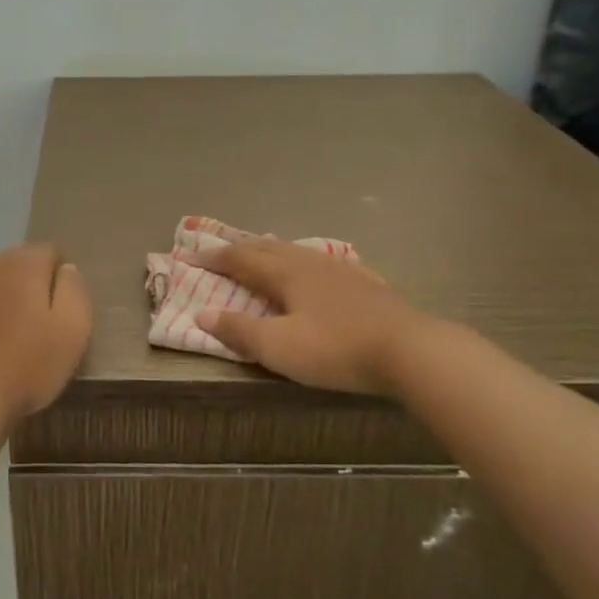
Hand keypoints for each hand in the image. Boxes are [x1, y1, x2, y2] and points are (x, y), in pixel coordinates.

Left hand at [0, 243, 91, 425]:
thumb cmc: (29, 366)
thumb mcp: (73, 330)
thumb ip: (74, 290)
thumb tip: (66, 268)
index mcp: (25, 265)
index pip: (50, 251)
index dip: (60, 276)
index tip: (63, 306)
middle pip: (19, 259)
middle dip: (32, 278)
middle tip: (40, 316)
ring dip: (4, 287)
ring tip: (11, 320)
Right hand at [186, 239, 427, 396]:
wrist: (409, 350)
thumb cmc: (335, 349)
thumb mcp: (278, 347)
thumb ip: (239, 330)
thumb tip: (201, 313)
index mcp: (284, 274)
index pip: (240, 259)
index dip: (213, 258)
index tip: (189, 257)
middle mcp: (309, 263)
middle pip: (268, 248)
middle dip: (240, 248)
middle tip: (220, 250)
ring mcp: (341, 270)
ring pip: (298, 251)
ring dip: (272, 250)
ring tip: (262, 251)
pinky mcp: (366, 283)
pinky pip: (326, 263)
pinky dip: (307, 262)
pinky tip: (319, 267)